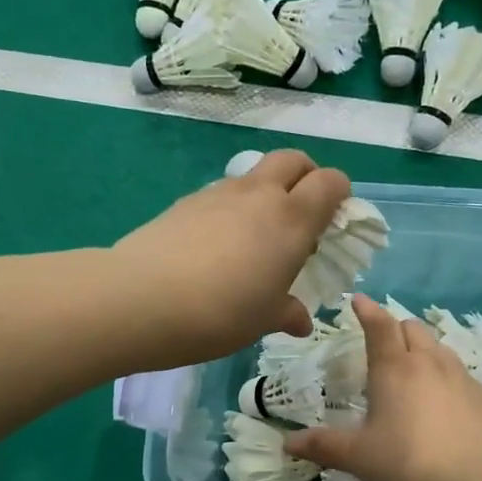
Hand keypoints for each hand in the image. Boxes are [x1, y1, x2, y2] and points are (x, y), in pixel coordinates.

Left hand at [112, 150, 350, 364]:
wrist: (142, 299)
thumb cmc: (221, 313)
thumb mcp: (262, 320)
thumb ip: (287, 313)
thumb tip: (301, 320)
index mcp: (291, 219)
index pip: (330, 181)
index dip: (339, 193)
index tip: (334, 219)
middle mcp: (258, 195)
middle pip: (293, 160)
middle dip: (305, 176)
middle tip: (301, 213)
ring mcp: (218, 194)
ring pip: (253, 175)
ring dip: (265, 192)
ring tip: (254, 236)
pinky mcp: (184, 203)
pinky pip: (220, 195)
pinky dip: (230, 208)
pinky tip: (215, 246)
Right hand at [285, 295, 481, 480]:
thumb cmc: (410, 463)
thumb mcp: (360, 457)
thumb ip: (324, 446)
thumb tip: (287, 443)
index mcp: (394, 369)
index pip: (379, 326)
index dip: (367, 310)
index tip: (358, 300)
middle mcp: (429, 363)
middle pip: (412, 329)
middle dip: (395, 328)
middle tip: (382, 343)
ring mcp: (461, 378)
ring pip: (439, 347)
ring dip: (422, 348)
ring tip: (412, 369)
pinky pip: (460, 373)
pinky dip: (445, 375)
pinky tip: (442, 400)